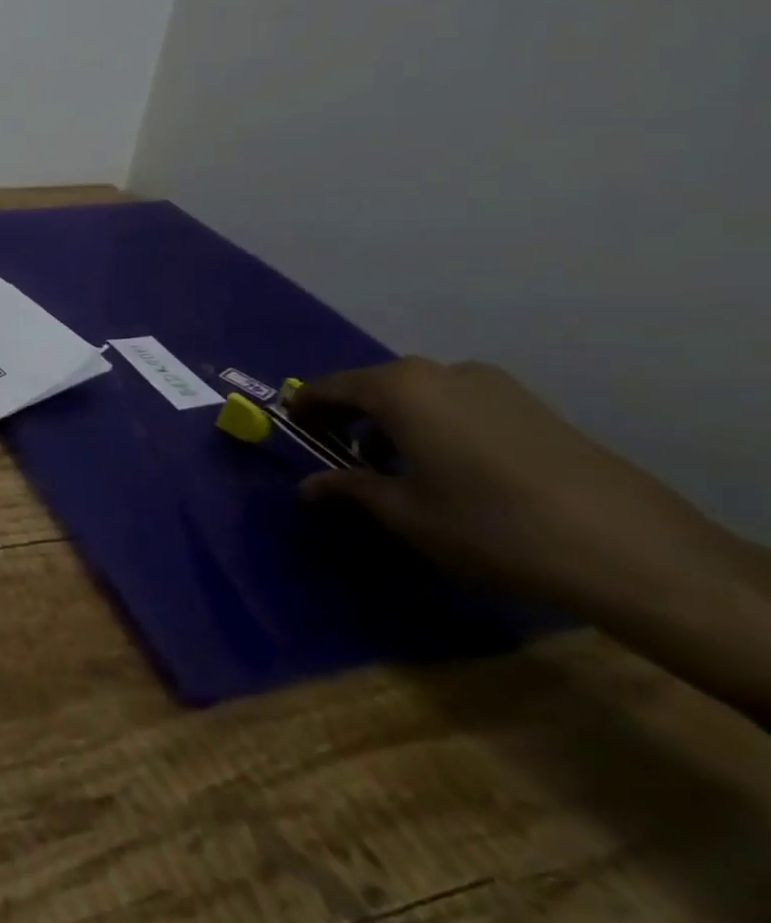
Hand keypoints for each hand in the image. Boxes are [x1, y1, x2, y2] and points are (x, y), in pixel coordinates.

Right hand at [289, 359, 770, 719]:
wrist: (629, 550)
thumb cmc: (488, 525)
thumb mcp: (403, 513)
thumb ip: (348, 490)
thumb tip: (308, 486)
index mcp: (398, 388)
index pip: (328, 388)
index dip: (304, 409)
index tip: (292, 430)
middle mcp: (439, 372)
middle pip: (375, 386)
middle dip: (351, 417)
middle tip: (342, 455)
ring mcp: (491, 385)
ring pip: (419, 394)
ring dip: (395, 422)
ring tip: (397, 467)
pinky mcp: (530, 405)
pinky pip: (458, 404)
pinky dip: (435, 424)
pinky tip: (450, 468)